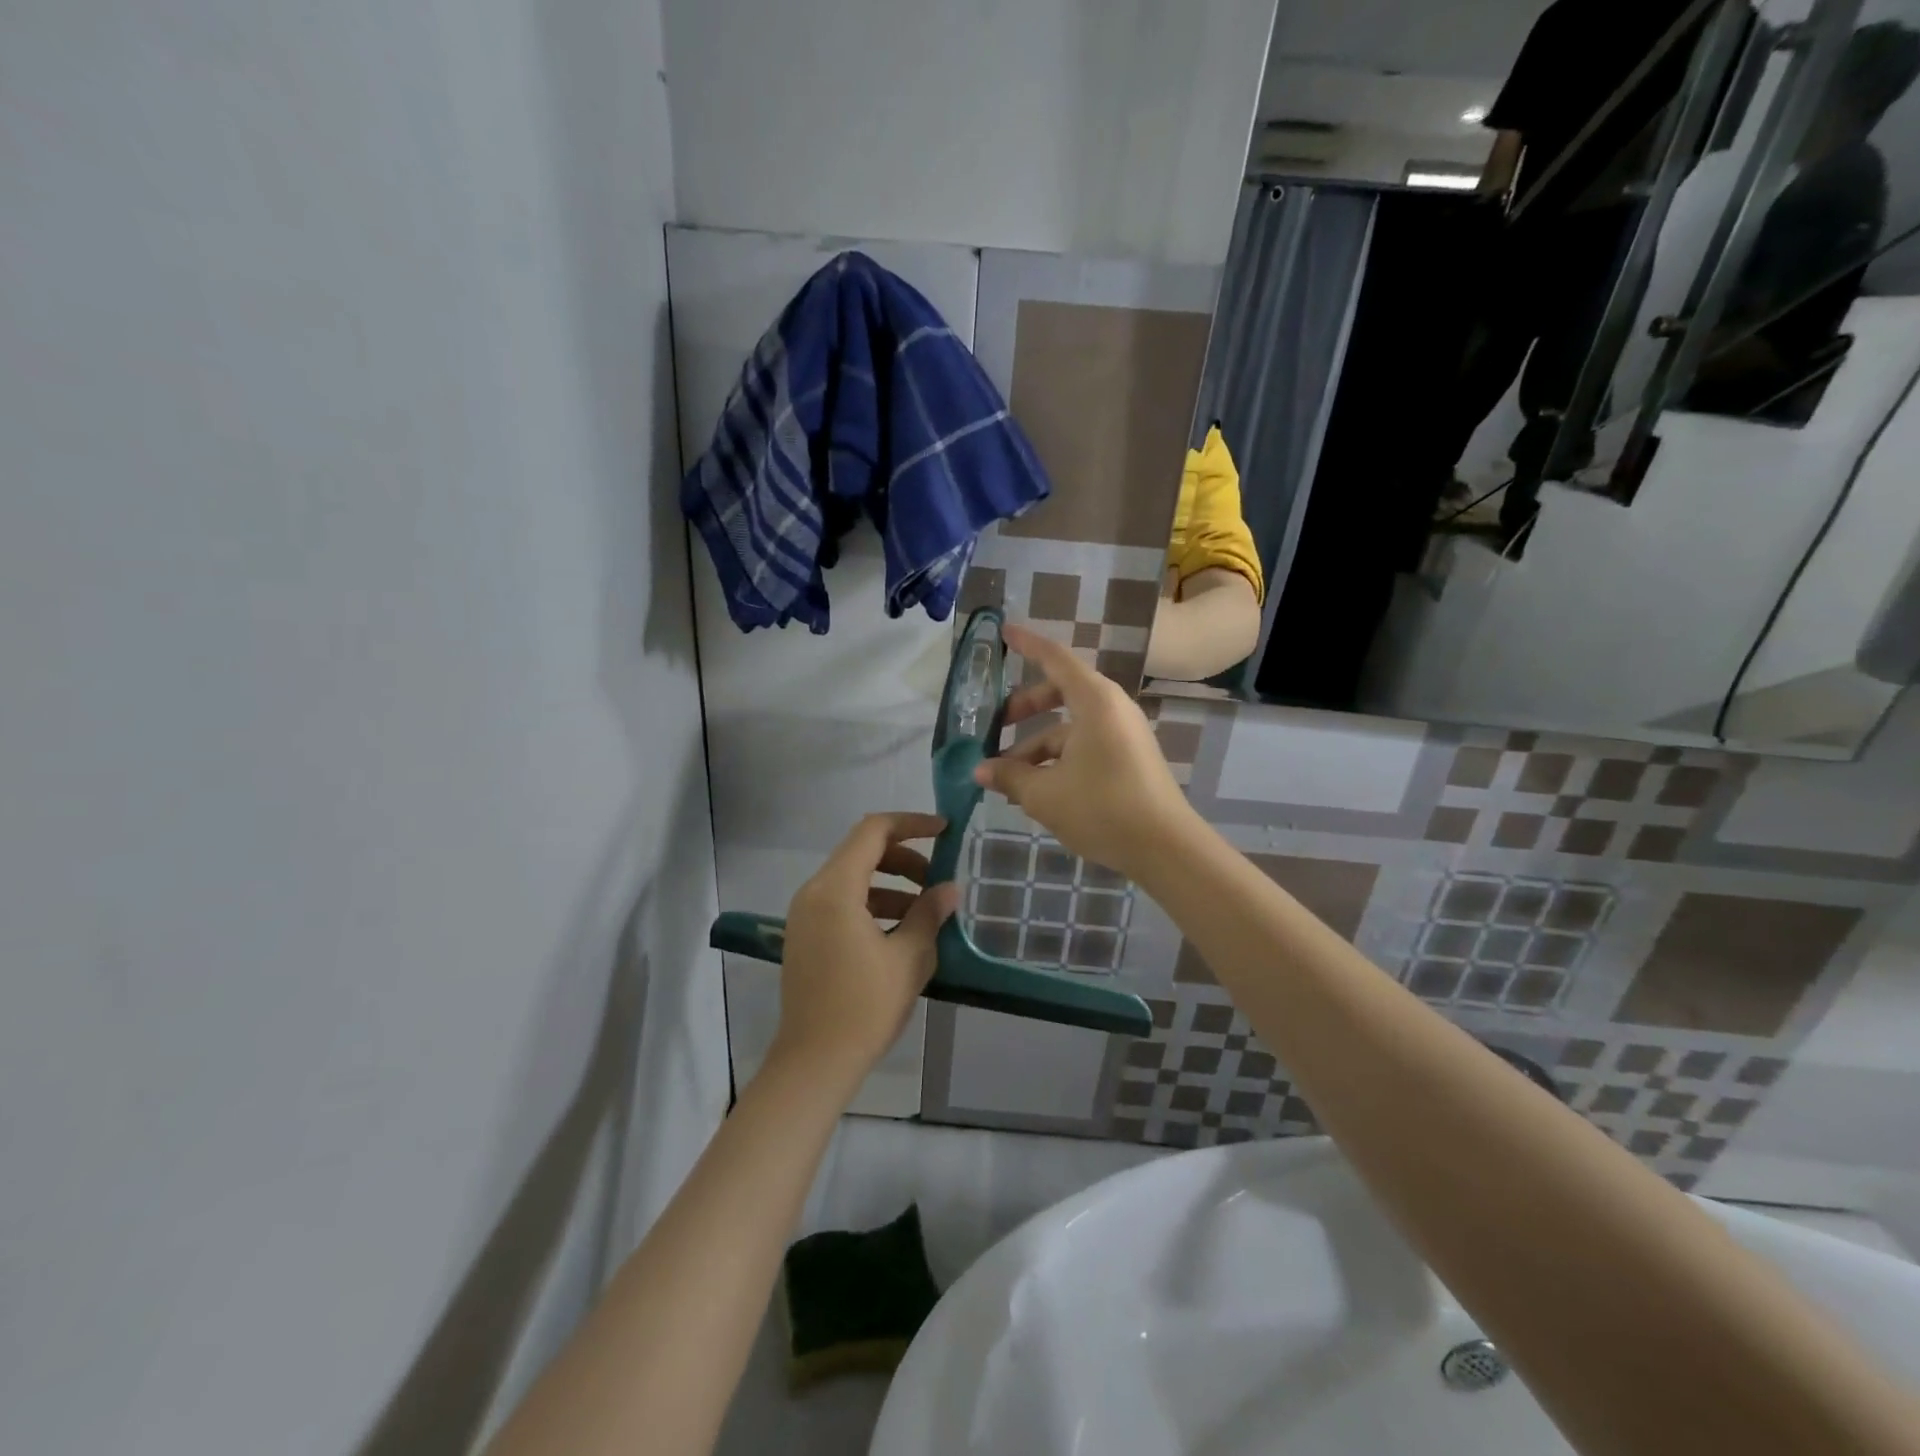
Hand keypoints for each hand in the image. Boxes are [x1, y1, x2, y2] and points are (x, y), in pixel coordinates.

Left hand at [771, 813, 958, 1088]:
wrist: (815, 1062)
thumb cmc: (864, 1007)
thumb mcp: (909, 958)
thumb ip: (929, 914)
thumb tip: (950, 889)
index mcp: (835, 889)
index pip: (873, 831)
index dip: (911, 824)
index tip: (945, 831)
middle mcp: (813, 892)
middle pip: (861, 851)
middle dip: (905, 858)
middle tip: (938, 880)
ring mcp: (805, 914)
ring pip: (853, 878)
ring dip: (891, 883)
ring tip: (926, 911)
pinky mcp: (805, 935)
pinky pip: (842, 901)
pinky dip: (873, 903)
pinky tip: (900, 931)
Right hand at [974, 625, 1197, 881]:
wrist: (1165, 847)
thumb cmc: (1102, 808)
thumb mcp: (1045, 794)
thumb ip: (1009, 776)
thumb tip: (980, 771)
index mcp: (1094, 701)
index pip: (1055, 659)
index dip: (1027, 645)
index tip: (1004, 631)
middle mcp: (1111, 709)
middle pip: (1060, 693)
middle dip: (1024, 708)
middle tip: (994, 726)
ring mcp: (1123, 734)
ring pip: (1069, 728)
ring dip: (1036, 746)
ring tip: (1006, 778)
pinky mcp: (1128, 759)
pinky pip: (1085, 747)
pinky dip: (1058, 760)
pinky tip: (1034, 792)